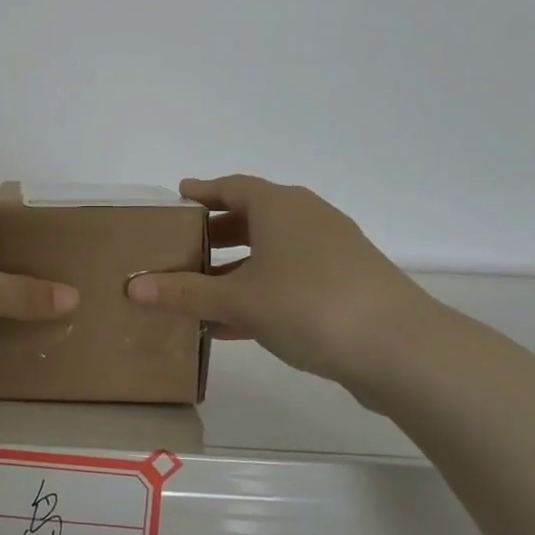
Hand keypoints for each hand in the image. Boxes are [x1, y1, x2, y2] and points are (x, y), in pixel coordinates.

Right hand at [125, 175, 435, 391]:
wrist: (401, 347)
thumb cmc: (309, 304)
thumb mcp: (239, 300)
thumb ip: (186, 293)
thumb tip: (133, 287)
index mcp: (279, 206)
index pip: (231, 187)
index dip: (202, 191)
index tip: (178, 195)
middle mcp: (306, 217)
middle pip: (252, 216)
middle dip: (216, 232)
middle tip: (184, 246)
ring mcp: (332, 249)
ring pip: (272, 250)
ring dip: (237, 267)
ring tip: (203, 289)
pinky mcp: (348, 282)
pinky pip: (291, 276)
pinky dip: (262, 289)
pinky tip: (236, 323)